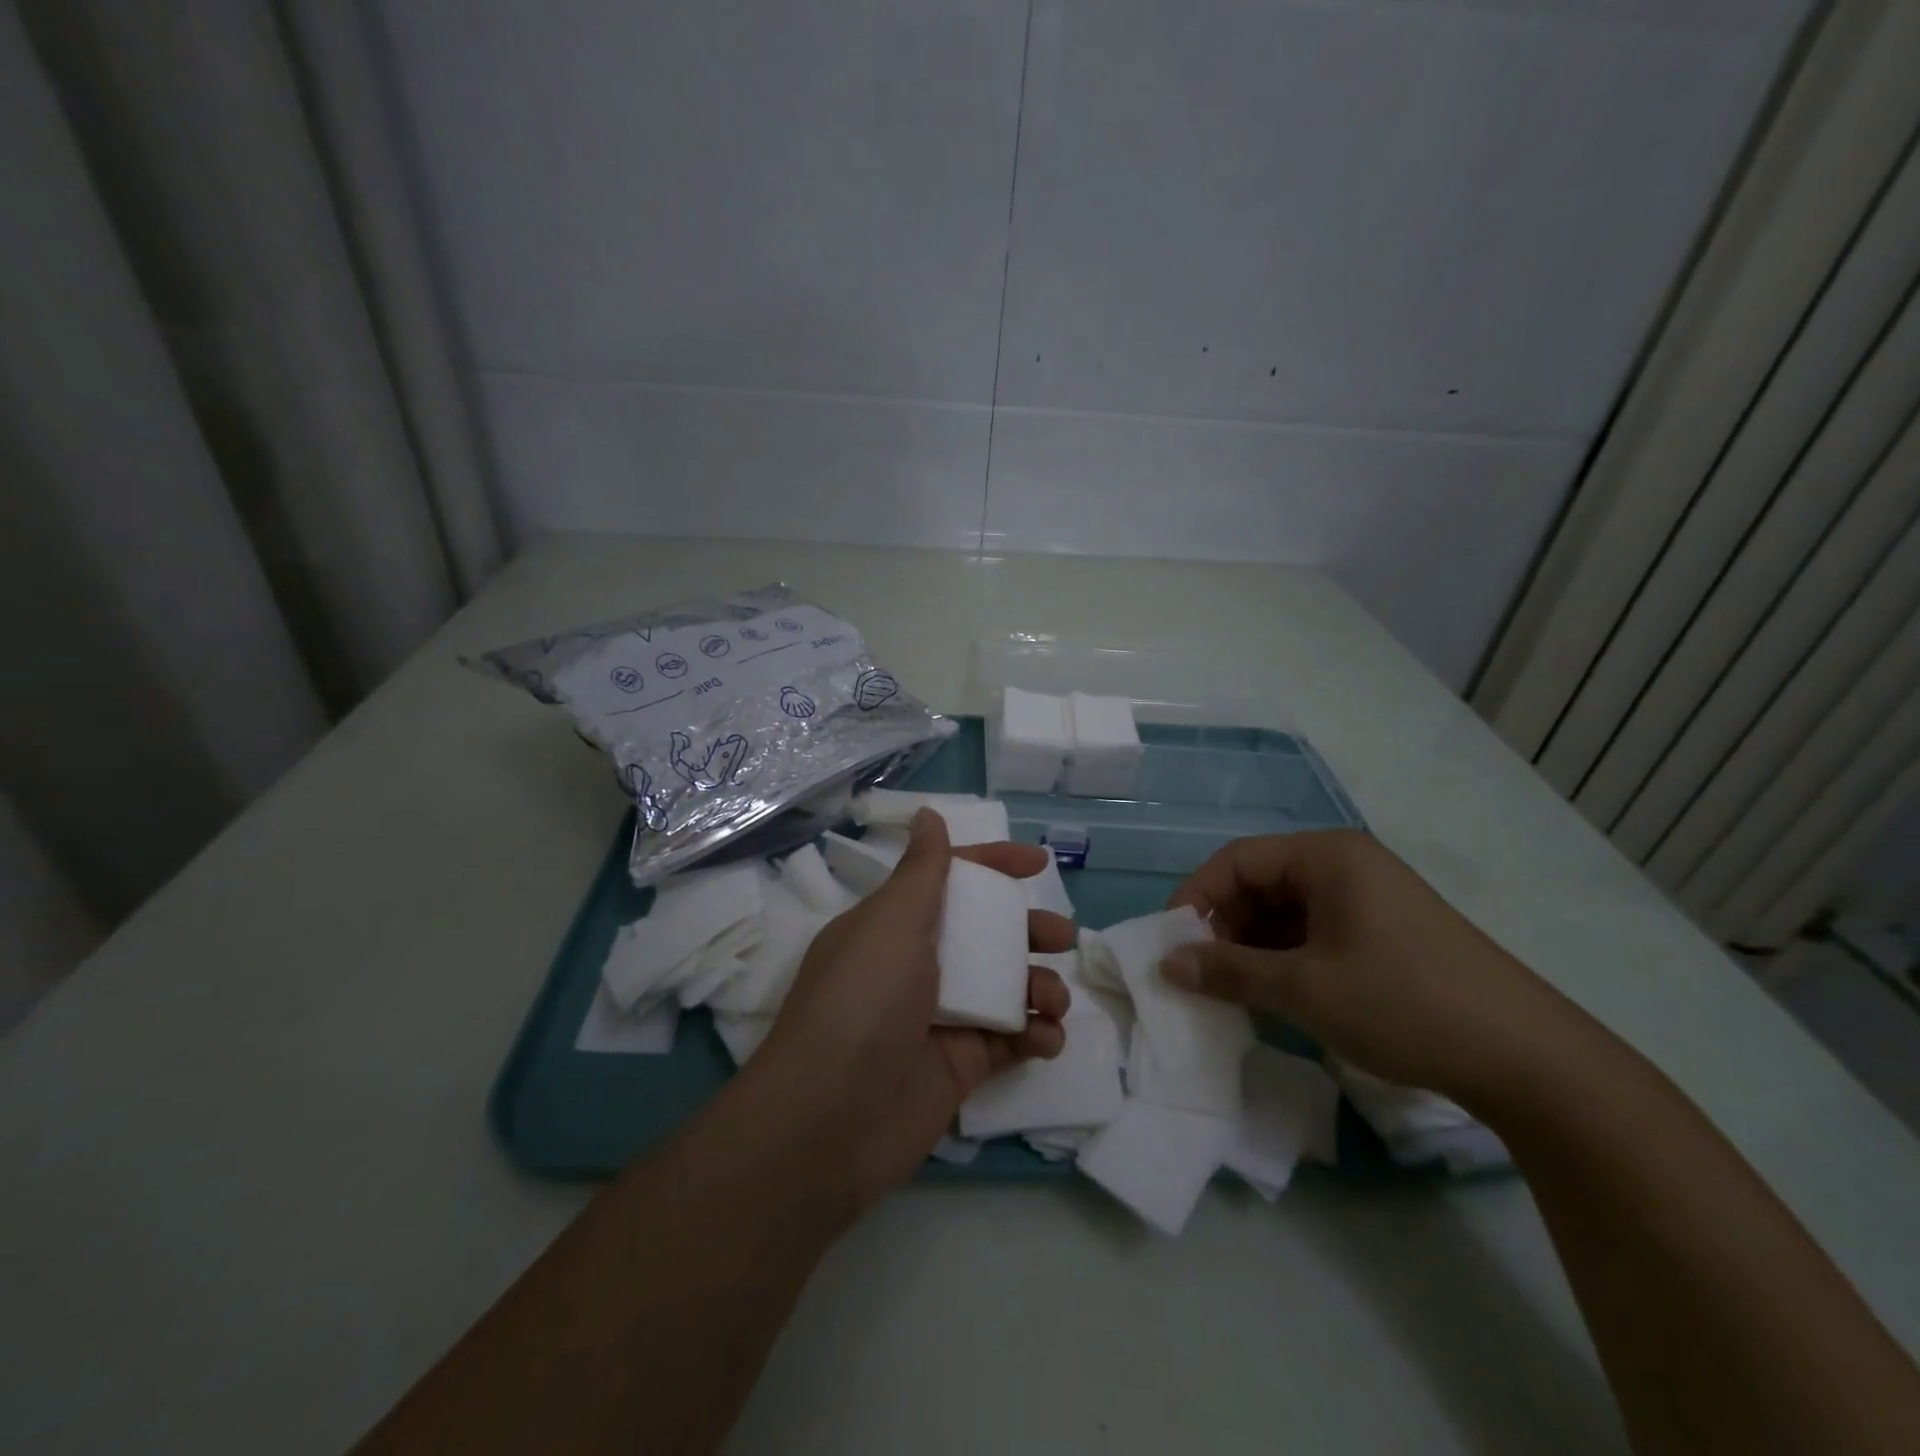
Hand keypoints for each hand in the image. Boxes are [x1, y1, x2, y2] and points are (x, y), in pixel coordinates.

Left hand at [756, 809, 1072, 1212]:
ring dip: (1040, 986)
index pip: (951, 880)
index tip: (1039, 863)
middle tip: (1062, 938)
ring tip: (1053, 1000)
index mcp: (896, 925)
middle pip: (987, 934)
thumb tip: (928, 814)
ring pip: (1006, 986)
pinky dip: (1036, 1035)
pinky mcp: (960, 1066)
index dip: (993, 865)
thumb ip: (922, 870)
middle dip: (1030, 930)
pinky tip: (1046, 1039)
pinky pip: (1011, 1039)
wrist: (831, 1121)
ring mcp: (942, 1017)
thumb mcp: (891, 923)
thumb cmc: (864, 1002)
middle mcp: (918, 965)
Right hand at [1161, 830, 1581, 1104]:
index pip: (1236, 860)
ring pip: (1286, 910)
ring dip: (1253, 945)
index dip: (1195, 898)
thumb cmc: (1402, 1003)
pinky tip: (1278, 994)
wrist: (1528, 1060)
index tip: (1171, 944)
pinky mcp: (1385, 931)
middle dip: (1224, 925)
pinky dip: (1286, 957)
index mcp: (1326, 856)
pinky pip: (1315, 930)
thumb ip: (1228, 971)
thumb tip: (1166, 964)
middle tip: (1202, 973)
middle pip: (1260, 882)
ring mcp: (1370, 898)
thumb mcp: (1304, 988)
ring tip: (1236, 990)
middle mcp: (1346, 864)